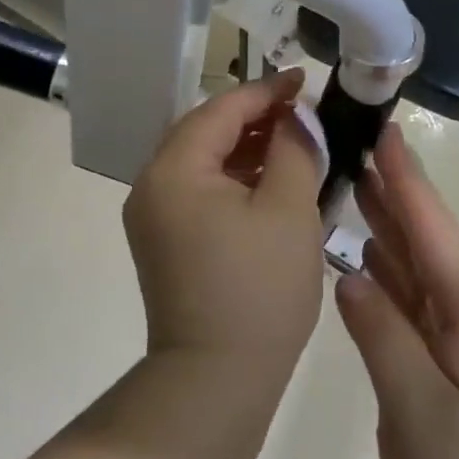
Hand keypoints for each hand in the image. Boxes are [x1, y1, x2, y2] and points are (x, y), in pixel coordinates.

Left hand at [124, 70, 326, 366]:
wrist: (215, 378)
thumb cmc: (259, 290)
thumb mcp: (289, 210)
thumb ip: (295, 149)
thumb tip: (296, 117)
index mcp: (174, 169)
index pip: (221, 108)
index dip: (267, 91)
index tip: (306, 80)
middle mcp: (151, 185)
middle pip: (205, 132)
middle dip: (255, 118)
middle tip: (304, 115)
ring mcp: (152, 216)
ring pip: (202, 163)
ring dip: (245, 149)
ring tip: (294, 146)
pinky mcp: (163, 242)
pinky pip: (198, 192)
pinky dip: (233, 181)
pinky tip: (269, 184)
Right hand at [336, 122, 458, 458]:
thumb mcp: (418, 406)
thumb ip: (381, 334)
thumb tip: (350, 276)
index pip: (432, 228)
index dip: (406, 180)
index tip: (383, 132)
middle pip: (427, 239)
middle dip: (393, 193)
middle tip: (353, 150)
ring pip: (420, 268)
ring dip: (388, 229)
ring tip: (351, 190)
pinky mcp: (457, 361)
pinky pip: (417, 302)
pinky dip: (389, 275)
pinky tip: (363, 263)